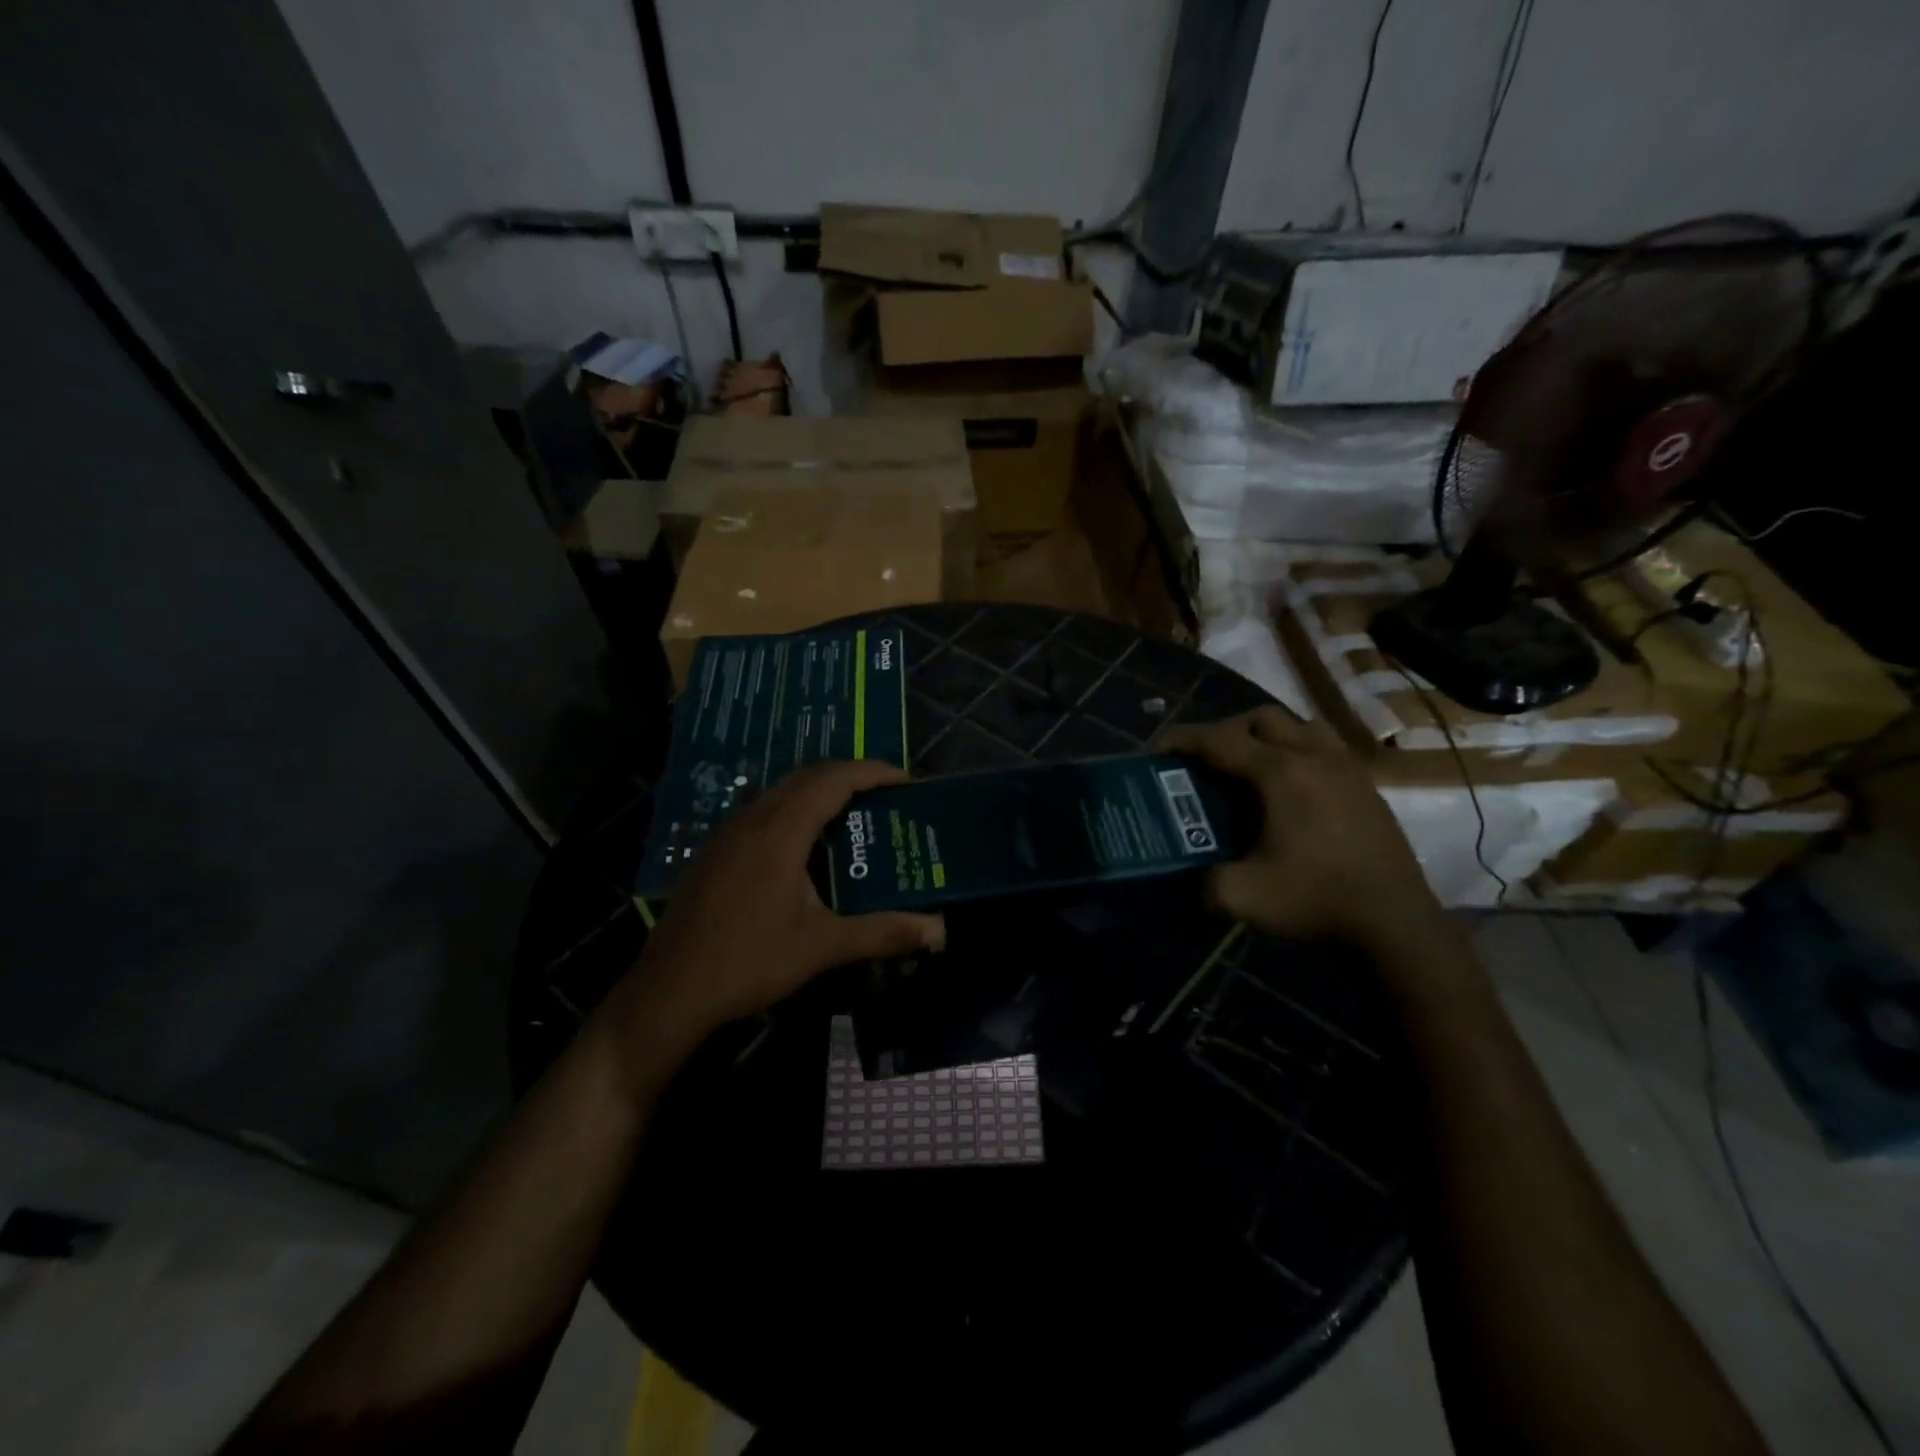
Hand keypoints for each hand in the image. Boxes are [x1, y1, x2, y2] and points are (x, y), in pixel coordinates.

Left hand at [619, 761, 945, 1046]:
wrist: (669, 991)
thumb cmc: (748, 962)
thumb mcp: (822, 947)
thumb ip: (883, 932)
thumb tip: (940, 931)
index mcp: (780, 831)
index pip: (833, 779)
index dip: (872, 772)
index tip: (905, 780)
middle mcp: (752, 819)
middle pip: (807, 776)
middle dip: (850, 777)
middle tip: (885, 798)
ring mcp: (728, 833)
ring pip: (781, 792)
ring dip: (819, 792)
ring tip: (853, 816)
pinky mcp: (714, 850)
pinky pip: (762, 810)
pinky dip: (794, 810)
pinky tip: (804, 847)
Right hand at [1159, 708, 1441, 953]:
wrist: (1395, 922)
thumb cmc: (1316, 899)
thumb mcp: (1242, 896)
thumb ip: (1205, 881)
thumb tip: (1195, 876)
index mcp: (1280, 772)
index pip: (1220, 741)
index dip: (1184, 739)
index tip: (1159, 747)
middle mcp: (1314, 757)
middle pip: (1261, 719)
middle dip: (1226, 730)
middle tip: (1207, 760)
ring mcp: (1346, 768)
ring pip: (1300, 726)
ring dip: (1268, 736)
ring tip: (1250, 765)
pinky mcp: (1367, 786)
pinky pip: (1325, 748)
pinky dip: (1298, 752)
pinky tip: (1291, 788)